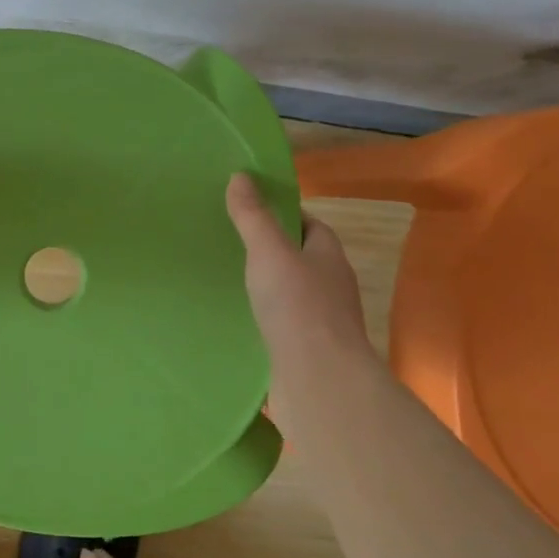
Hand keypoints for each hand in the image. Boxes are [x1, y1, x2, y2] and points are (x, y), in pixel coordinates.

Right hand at [225, 174, 379, 392]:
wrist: (320, 381)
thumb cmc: (299, 308)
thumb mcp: (269, 252)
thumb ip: (253, 217)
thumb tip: (240, 176)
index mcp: (329, 256)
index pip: (310, 226)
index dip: (284, 216)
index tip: (251, 211)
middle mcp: (331, 286)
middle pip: (301, 259)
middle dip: (271, 251)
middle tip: (230, 243)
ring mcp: (321, 322)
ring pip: (291, 294)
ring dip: (267, 287)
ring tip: (227, 280)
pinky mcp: (307, 351)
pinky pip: (282, 325)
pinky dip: (264, 319)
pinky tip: (237, 320)